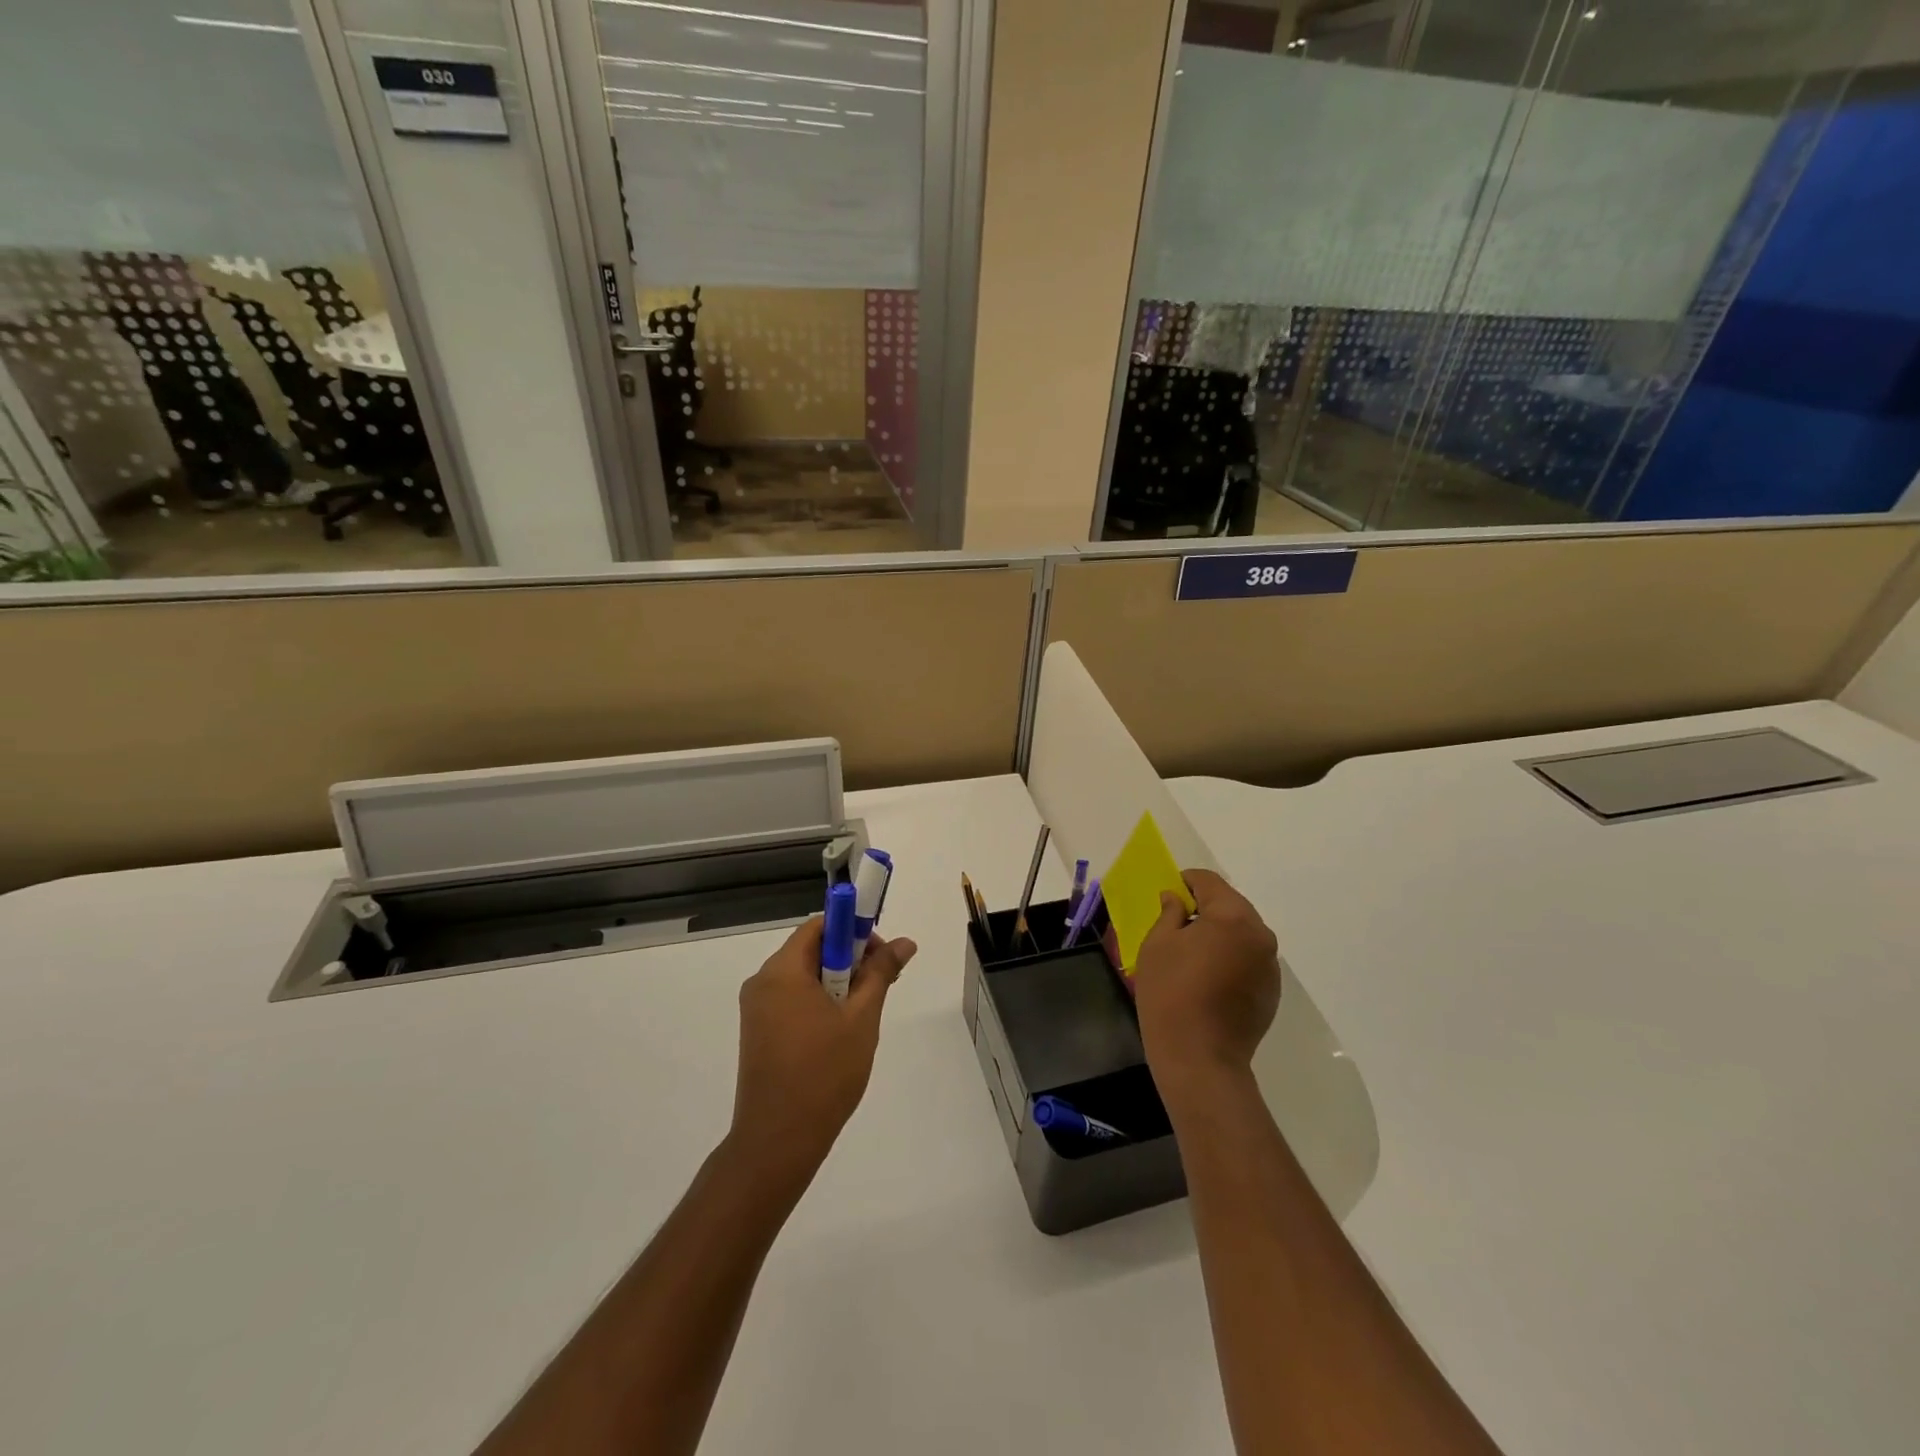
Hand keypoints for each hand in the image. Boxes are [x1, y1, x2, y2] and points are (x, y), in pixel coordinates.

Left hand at [729, 916, 916, 1185]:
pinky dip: (819, 1003)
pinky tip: (838, 1034)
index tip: (879, 955)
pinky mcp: (757, 1032)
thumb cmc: (824, 1074)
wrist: (777, 1142)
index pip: (820, 925)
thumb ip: (881, 973)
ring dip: (837, 984)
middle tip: (879, 986)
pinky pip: (792, 1000)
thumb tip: (904, 942)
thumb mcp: (862, 1018)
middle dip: (849, 959)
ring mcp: (756, 1009)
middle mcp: (762, 982)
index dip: (853, 930)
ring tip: (862, 1016)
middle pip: (811, 950)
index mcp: (782, 971)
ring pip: (803, 977)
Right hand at [1132, 869, 1280, 1100]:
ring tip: (1192, 954)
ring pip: (1242, 933)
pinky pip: (1249, 959)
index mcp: (1233, 916)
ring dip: (1220, 934)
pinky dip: (1230, 958)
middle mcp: (1260, 934)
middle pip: (1231, 905)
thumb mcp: (1158, 944)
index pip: (1209, 882)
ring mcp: (1270, 965)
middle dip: (1205, 908)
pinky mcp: (1272, 990)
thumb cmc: (1171, 992)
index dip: (1186, 882)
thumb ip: (1169, 913)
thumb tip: (1176, 899)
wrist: (1200, 1058)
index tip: (1169, 893)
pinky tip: (1208, 978)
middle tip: (1176, 923)